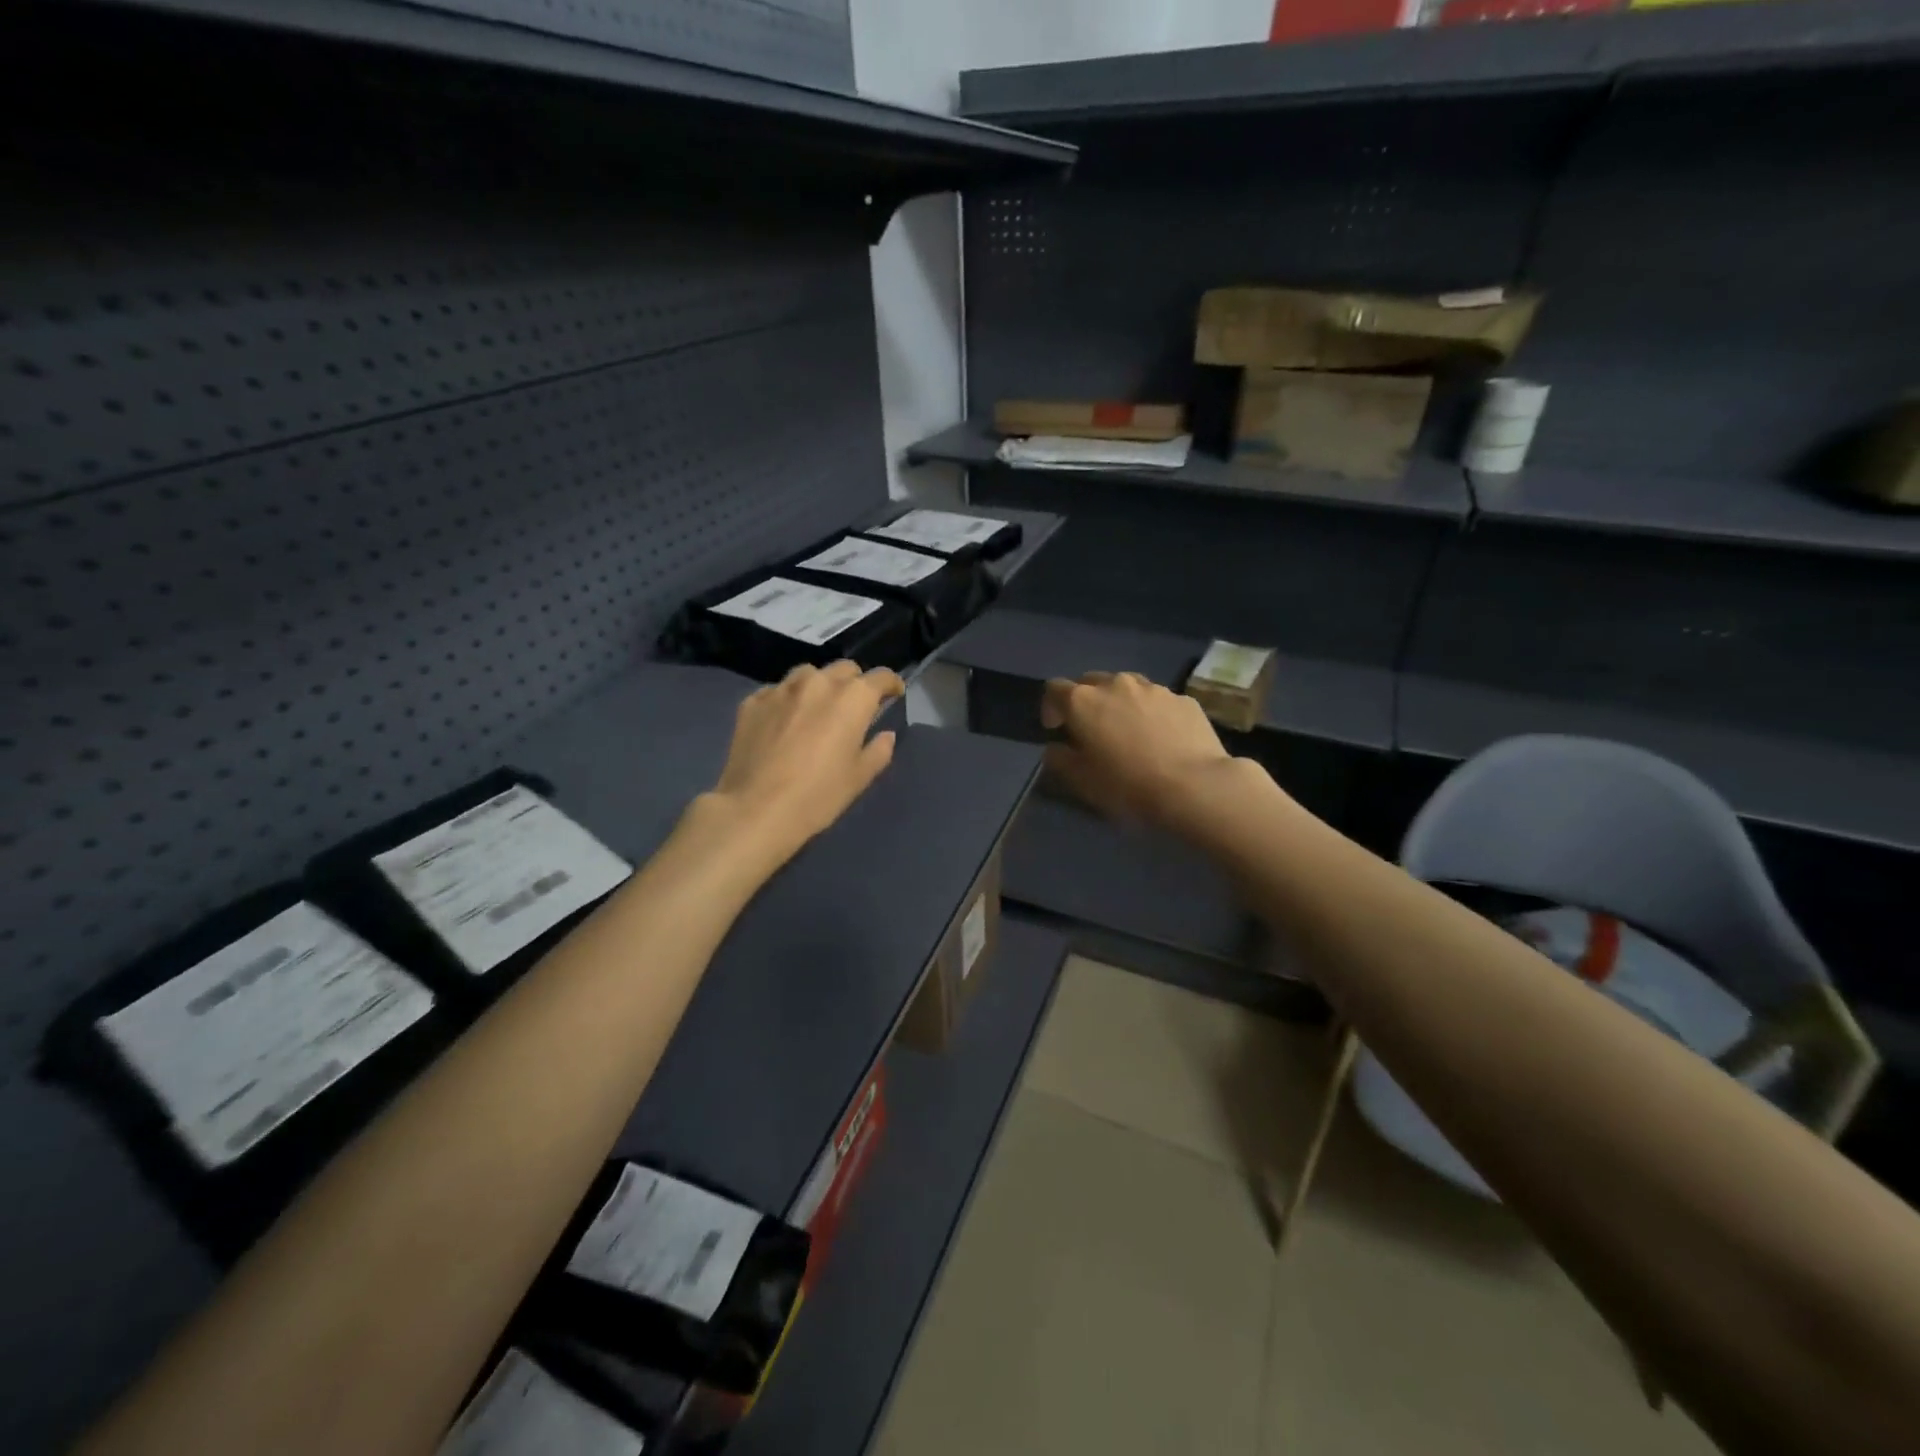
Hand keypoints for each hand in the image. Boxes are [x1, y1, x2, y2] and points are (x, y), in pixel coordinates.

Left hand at [706, 661, 904, 863]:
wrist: (756, 810)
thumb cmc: (818, 796)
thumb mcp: (859, 778)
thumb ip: (879, 750)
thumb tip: (885, 735)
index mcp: (852, 698)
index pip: (881, 676)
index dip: (891, 684)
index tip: (894, 695)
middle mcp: (818, 682)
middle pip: (845, 669)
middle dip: (855, 683)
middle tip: (854, 707)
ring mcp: (782, 689)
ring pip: (808, 673)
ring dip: (820, 686)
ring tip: (817, 709)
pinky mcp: (753, 701)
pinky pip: (777, 691)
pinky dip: (788, 700)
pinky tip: (784, 722)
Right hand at [1041, 671, 1240, 828]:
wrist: (1194, 786)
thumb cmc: (1128, 785)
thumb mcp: (1081, 781)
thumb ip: (1059, 760)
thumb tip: (1055, 748)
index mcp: (1083, 701)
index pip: (1054, 689)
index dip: (1051, 708)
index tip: (1056, 730)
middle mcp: (1115, 684)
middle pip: (1090, 681)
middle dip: (1086, 701)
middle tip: (1091, 729)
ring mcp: (1153, 688)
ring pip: (1126, 686)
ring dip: (1119, 703)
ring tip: (1128, 731)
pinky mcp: (1183, 698)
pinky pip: (1157, 700)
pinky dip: (1151, 713)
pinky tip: (1161, 739)